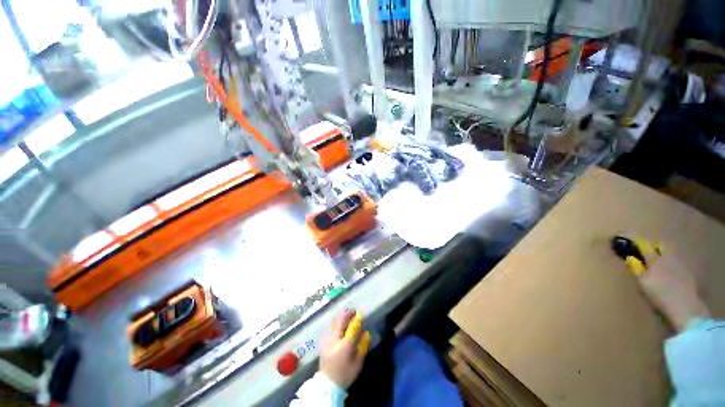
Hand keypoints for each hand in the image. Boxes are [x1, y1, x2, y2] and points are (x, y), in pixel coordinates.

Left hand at [319, 311, 368, 388]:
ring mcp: (327, 340)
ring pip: (334, 323)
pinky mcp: (323, 342)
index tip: (360, 315)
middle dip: (348, 314)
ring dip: (341, 317)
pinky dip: (336, 323)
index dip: (357, 319)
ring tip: (347, 316)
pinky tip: (339, 325)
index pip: (352, 327)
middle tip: (353, 311)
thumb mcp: (358, 364)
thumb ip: (363, 347)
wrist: (327, 385)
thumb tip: (366, 333)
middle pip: (340, 321)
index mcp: (345, 345)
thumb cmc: (345, 374)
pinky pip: (330, 328)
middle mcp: (335, 339)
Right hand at [634, 250, 709, 331]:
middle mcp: (668, 258)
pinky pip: (678, 264)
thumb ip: (636, 269)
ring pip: (671, 255)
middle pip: (661, 247)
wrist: (684, 307)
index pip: (644, 246)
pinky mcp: (688, 273)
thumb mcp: (642, 284)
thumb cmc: (658, 295)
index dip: (637, 243)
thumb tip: (631, 258)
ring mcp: (680, 265)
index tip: (631, 242)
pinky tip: (671, 276)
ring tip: (659, 266)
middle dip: (655, 248)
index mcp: (654, 259)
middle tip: (648, 255)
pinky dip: (672, 266)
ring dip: (664, 257)